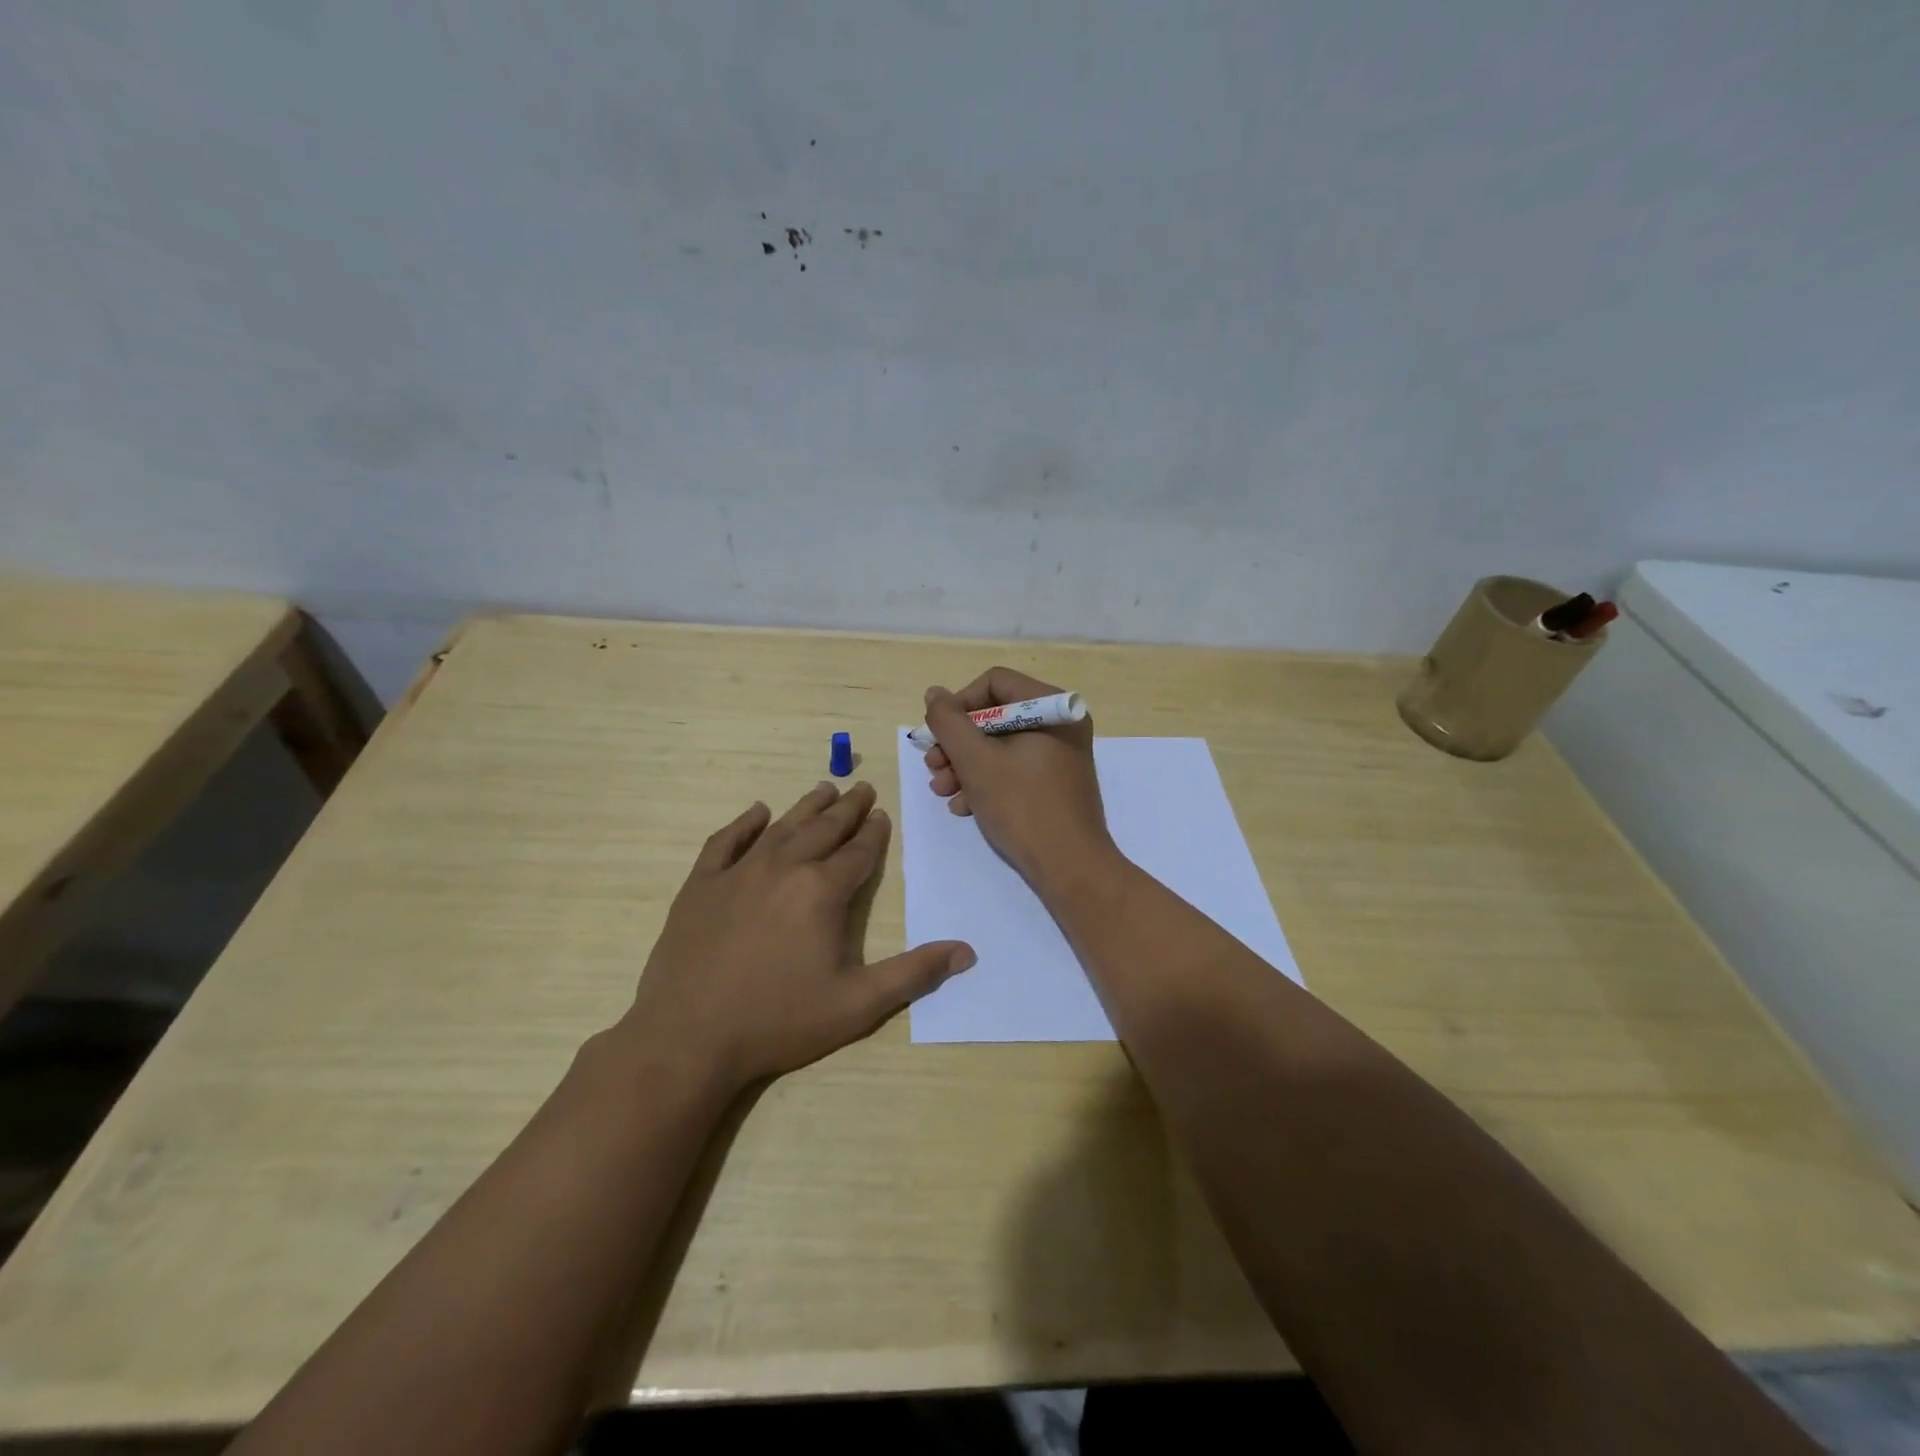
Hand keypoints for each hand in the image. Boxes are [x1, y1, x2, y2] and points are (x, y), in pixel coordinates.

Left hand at [623, 781, 974, 1090]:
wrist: (688, 1038)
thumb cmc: (778, 1021)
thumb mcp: (857, 1005)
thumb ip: (914, 974)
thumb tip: (966, 951)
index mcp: (822, 891)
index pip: (858, 852)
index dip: (873, 833)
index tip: (881, 814)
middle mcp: (784, 868)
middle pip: (823, 829)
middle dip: (847, 809)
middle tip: (862, 789)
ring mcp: (738, 872)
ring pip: (781, 828)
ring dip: (806, 807)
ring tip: (824, 789)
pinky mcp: (701, 885)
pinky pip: (726, 842)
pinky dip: (743, 824)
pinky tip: (757, 812)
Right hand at [922, 667, 1114, 890]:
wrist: (1070, 867)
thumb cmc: (1023, 806)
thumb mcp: (976, 761)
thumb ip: (949, 722)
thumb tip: (935, 694)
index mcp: (1051, 707)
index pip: (994, 683)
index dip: (959, 705)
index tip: (938, 735)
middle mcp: (1059, 724)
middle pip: (994, 716)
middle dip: (957, 743)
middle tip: (934, 768)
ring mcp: (1059, 755)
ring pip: (1000, 746)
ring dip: (965, 766)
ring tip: (944, 791)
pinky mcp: (1054, 783)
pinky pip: (1014, 769)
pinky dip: (986, 783)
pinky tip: (965, 807)